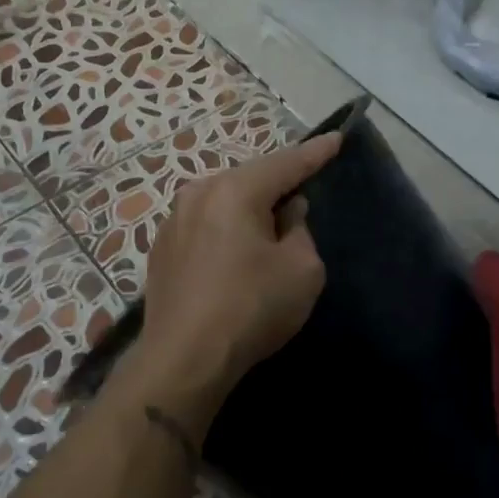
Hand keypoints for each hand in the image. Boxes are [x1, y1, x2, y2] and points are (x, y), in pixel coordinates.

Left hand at [139, 134, 341, 395]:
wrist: (183, 359)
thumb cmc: (251, 308)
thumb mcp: (301, 270)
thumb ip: (301, 231)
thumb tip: (287, 215)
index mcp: (234, 191)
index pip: (285, 163)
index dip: (315, 152)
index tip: (336, 138)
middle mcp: (197, 194)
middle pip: (249, 179)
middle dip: (278, 184)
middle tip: (304, 189)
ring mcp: (173, 222)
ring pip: (224, 202)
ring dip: (249, 209)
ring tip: (271, 223)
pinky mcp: (161, 250)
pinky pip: (205, 225)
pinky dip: (227, 230)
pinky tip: (237, 252)